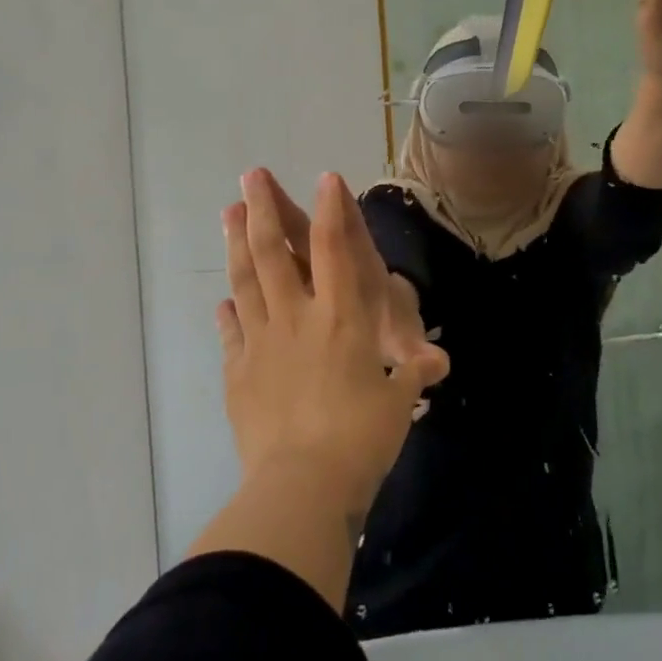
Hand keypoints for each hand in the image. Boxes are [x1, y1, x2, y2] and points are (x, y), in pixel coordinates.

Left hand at [217, 169, 449, 513]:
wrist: (303, 485)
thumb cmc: (361, 436)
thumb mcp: (398, 401)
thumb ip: (412, 373)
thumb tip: (436, 363)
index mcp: (342, 318)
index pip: (335, 250)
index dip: (332, 210)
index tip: (325, 177)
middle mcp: (297, 318)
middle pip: (274, 253)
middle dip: (262, 209)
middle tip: (250, 175)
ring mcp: (261, 343)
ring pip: (246, 281)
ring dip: (236, 244)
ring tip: (227, 212)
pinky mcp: (238, 373)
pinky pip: (232, 333)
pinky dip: (229, 312)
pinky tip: (225, 300)